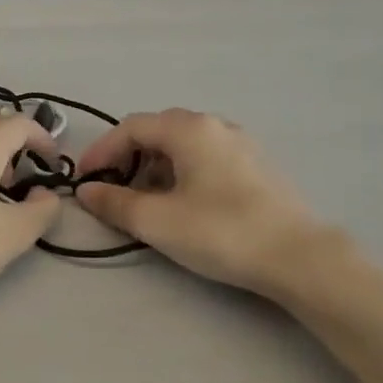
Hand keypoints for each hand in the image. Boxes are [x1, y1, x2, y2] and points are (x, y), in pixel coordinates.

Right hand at [75, 110, 332, 293]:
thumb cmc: (220, 231)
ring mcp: (240, 143)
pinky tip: (182, 204)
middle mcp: (215, 125)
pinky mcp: (256, 166)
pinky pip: (205, 158)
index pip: (130, 128)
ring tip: (144, 203)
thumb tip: (86, 190)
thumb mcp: (156, 220)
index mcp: (188, 129)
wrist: (299, 257)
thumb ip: (114, 202)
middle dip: (127, 159)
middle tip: (112, 191)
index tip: (83, 181)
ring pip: (182, 146)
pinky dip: (180, 174)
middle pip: (157, 132)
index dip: (101, 152)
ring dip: (153, 168)